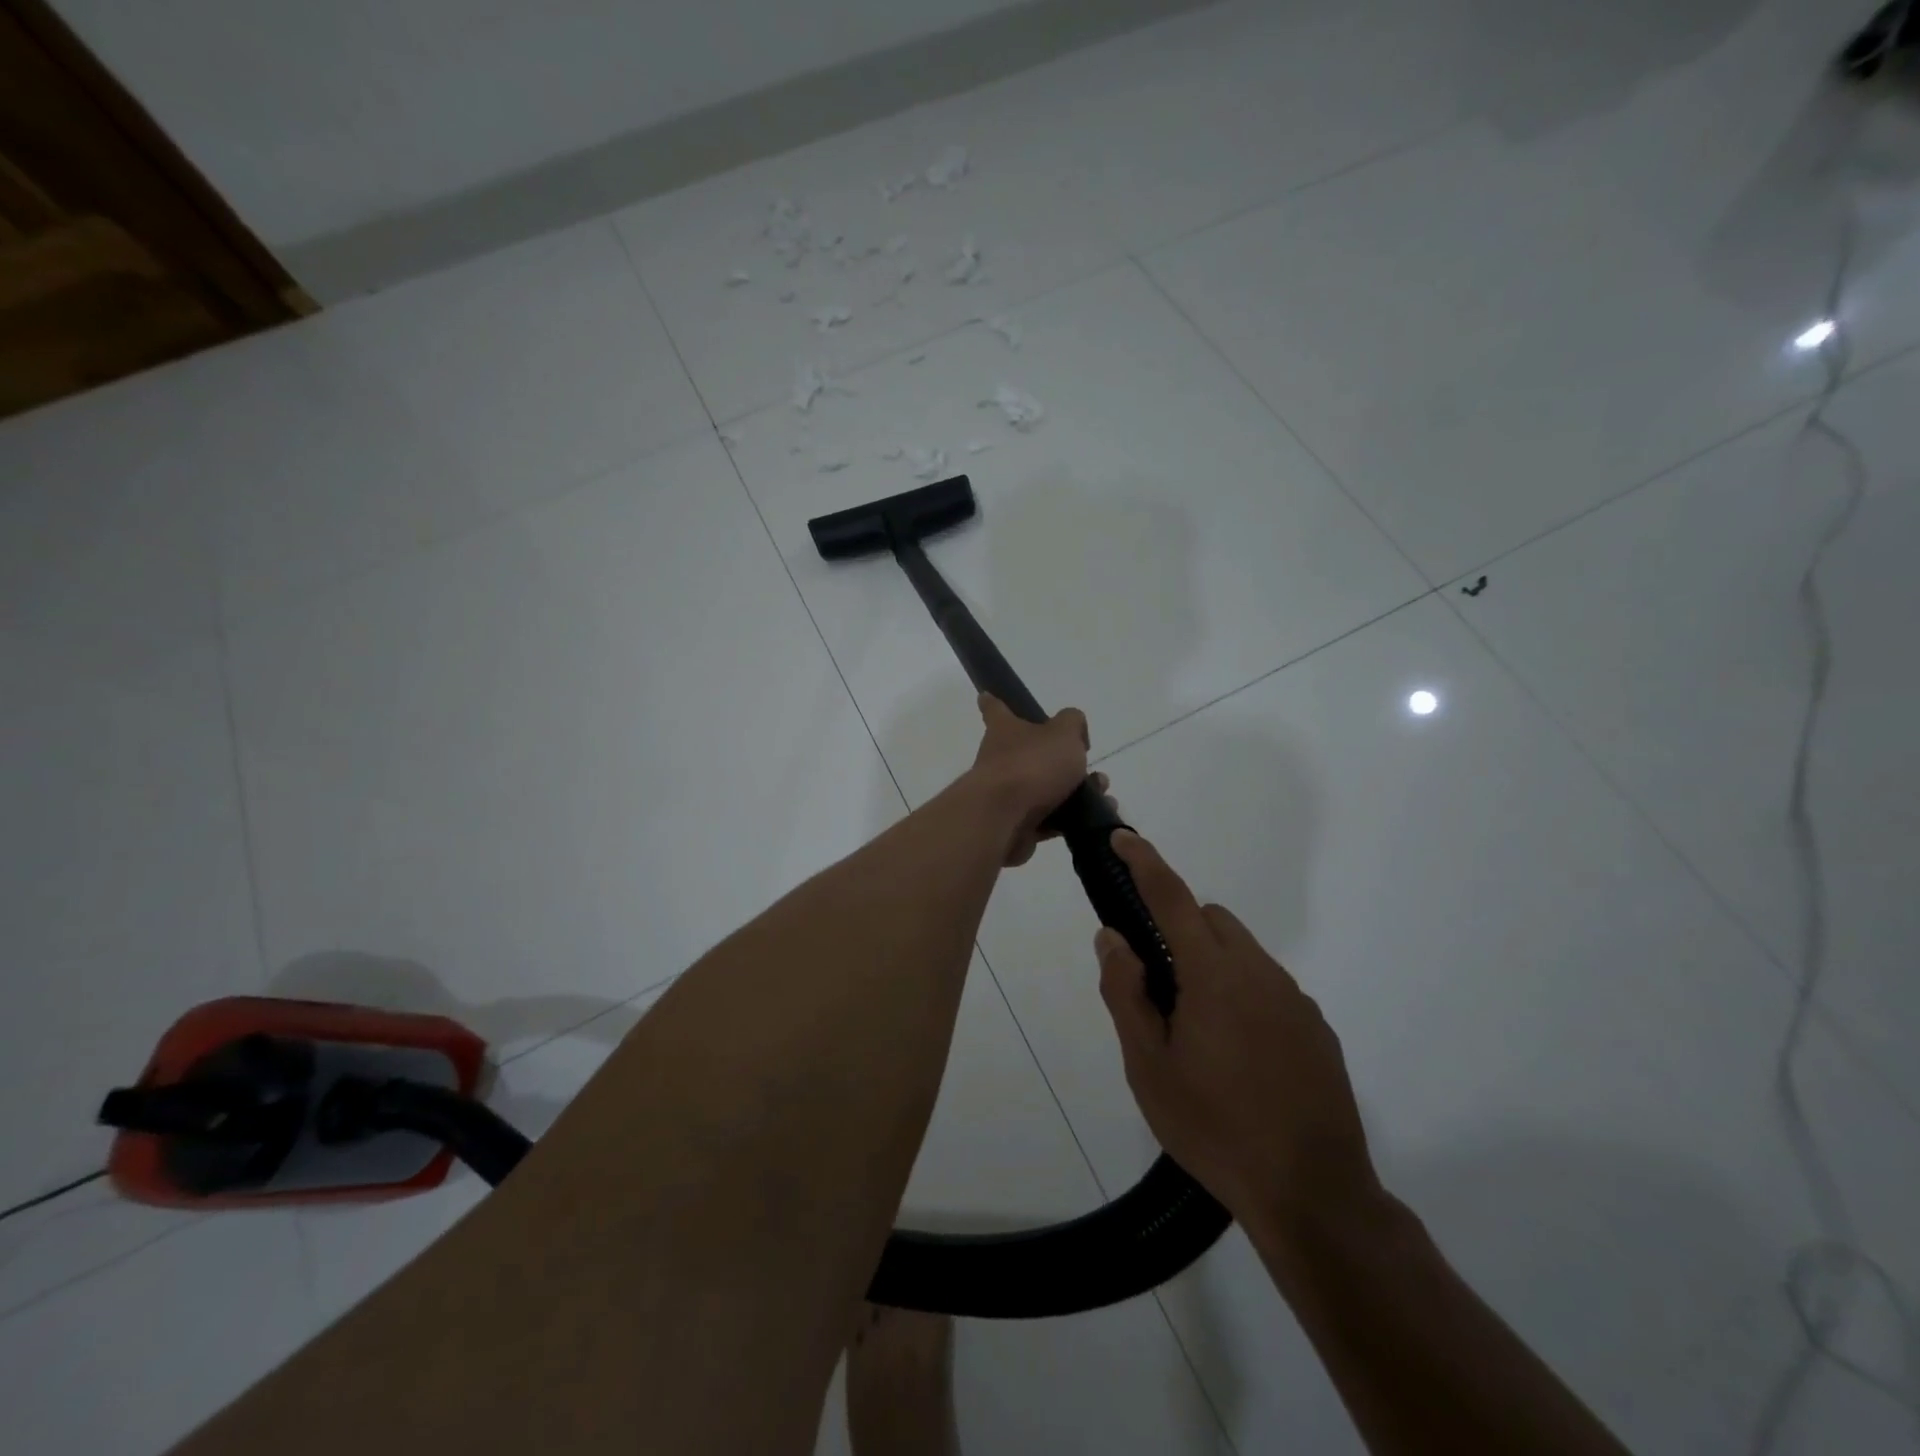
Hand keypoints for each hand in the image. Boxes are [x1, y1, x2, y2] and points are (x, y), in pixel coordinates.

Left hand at [968, 694, 1095, 866]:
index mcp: (1005, 730)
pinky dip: (1072, 818)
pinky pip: (1050, 818)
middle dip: (1063, 760)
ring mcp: (1006, 794)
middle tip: (1090, 766)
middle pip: (1031, 753)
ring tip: (1103, 793)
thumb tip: (1074, 731)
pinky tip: (1097, 817)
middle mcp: (1001, 759)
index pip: (995, 709)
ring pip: (1046, 788)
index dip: (994, 702)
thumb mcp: (1063, 733)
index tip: (986, 696)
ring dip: (1077, 791)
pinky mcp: (1017, 824)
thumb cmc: (1031, 765)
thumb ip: (1073, 723)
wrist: (1004, 820)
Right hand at [1095, 830, 1378, 1232]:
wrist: (1313, 1195)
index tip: (1123, 836)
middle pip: (1212, 919)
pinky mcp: (1317, 1028)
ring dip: (1212, 964)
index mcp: (1213, 974)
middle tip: (1158, 986)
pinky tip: (1240, 1057)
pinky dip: (1244, 994)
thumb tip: (1112, 937)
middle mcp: (1259, 972)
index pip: (1172, 897)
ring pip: (1242, 952)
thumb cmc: (1214, 1128)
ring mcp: (1295, 999)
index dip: (1144, 861)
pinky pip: (1270, 986)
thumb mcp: (1148, 1066)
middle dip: (1180, 927)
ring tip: (1198, 1033)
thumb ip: (1125, 992)